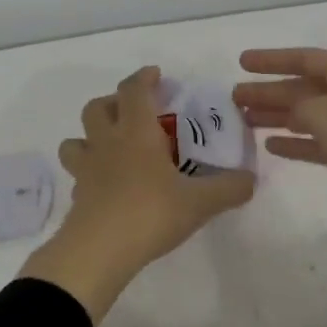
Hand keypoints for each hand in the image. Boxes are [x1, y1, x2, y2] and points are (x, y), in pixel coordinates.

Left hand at [24, 67, 255, 322]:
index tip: (155, 75)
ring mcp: (86, 170)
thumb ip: (230, 188)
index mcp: (136, 133)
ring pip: (76, 140)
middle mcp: (107, 143)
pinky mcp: (77, 196)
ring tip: (111, 147)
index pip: (134, 90)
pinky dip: (89, 172)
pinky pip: (78, 174)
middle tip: (134, 112)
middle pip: (96, 108)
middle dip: (113, 102)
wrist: (98, 252)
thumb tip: (250, 179)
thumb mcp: (200, 202)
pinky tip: (105, 186)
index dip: (143, 78)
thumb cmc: (150, 213)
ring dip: (90, 136)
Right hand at [233, 48, 326, 292]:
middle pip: (303, 88)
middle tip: (233, 98)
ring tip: (245, 120)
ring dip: (277, 117)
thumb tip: (286, 112)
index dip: (272, 59)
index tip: (242, 62)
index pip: (305, 58)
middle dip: (269, 91)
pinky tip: (272, 147)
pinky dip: (295, 145)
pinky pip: (317, 145)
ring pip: (307, 117)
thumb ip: (298, 107)